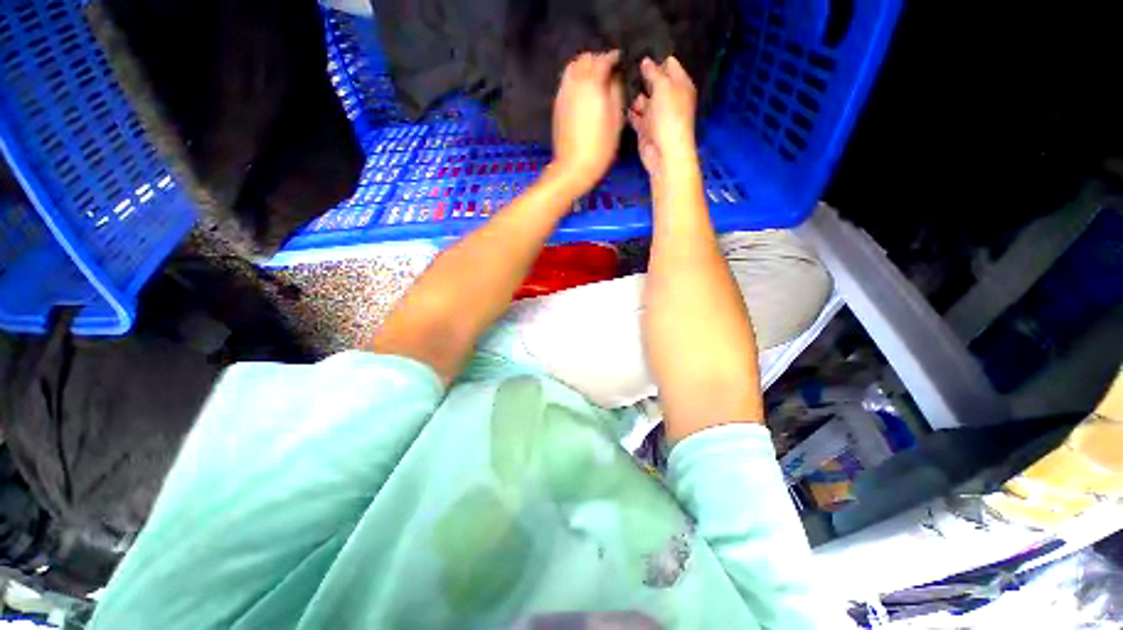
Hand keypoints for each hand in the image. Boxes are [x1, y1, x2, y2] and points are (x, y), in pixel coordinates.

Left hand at [549, 50, 624, 195]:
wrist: (573, 167)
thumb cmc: (600, 148)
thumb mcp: (616, 121)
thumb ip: (616, 93)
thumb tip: (614, 78)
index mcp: (592, 83)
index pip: (603, 59)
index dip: (613, 57)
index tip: (619, 60)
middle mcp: (575, 83)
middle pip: (585, 59)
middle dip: (597, 60)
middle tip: (608, 69)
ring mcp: (563, 94)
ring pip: (572, 68)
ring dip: (584, 67)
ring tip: (594, 78)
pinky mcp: (557, 105)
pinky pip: (566, 82)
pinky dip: (575, 79)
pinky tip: (583, 92)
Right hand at [628, 56, 697, 178]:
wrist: (664, 153)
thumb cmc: (669, 116)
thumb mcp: (664, 86)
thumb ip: (654, 72)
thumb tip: (646, 61)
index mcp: (680, 85)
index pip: (669, 64)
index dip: (656, 58)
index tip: (639, 51)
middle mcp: (668, 98)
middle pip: (653, 82)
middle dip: (641, 77)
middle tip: (624, 65)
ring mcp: (656, 114)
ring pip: (642, 99)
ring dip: (633, 95)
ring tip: (618, 84)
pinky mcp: (645, 128)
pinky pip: (635, 116)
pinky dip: (629, 112)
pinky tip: (618, 103)